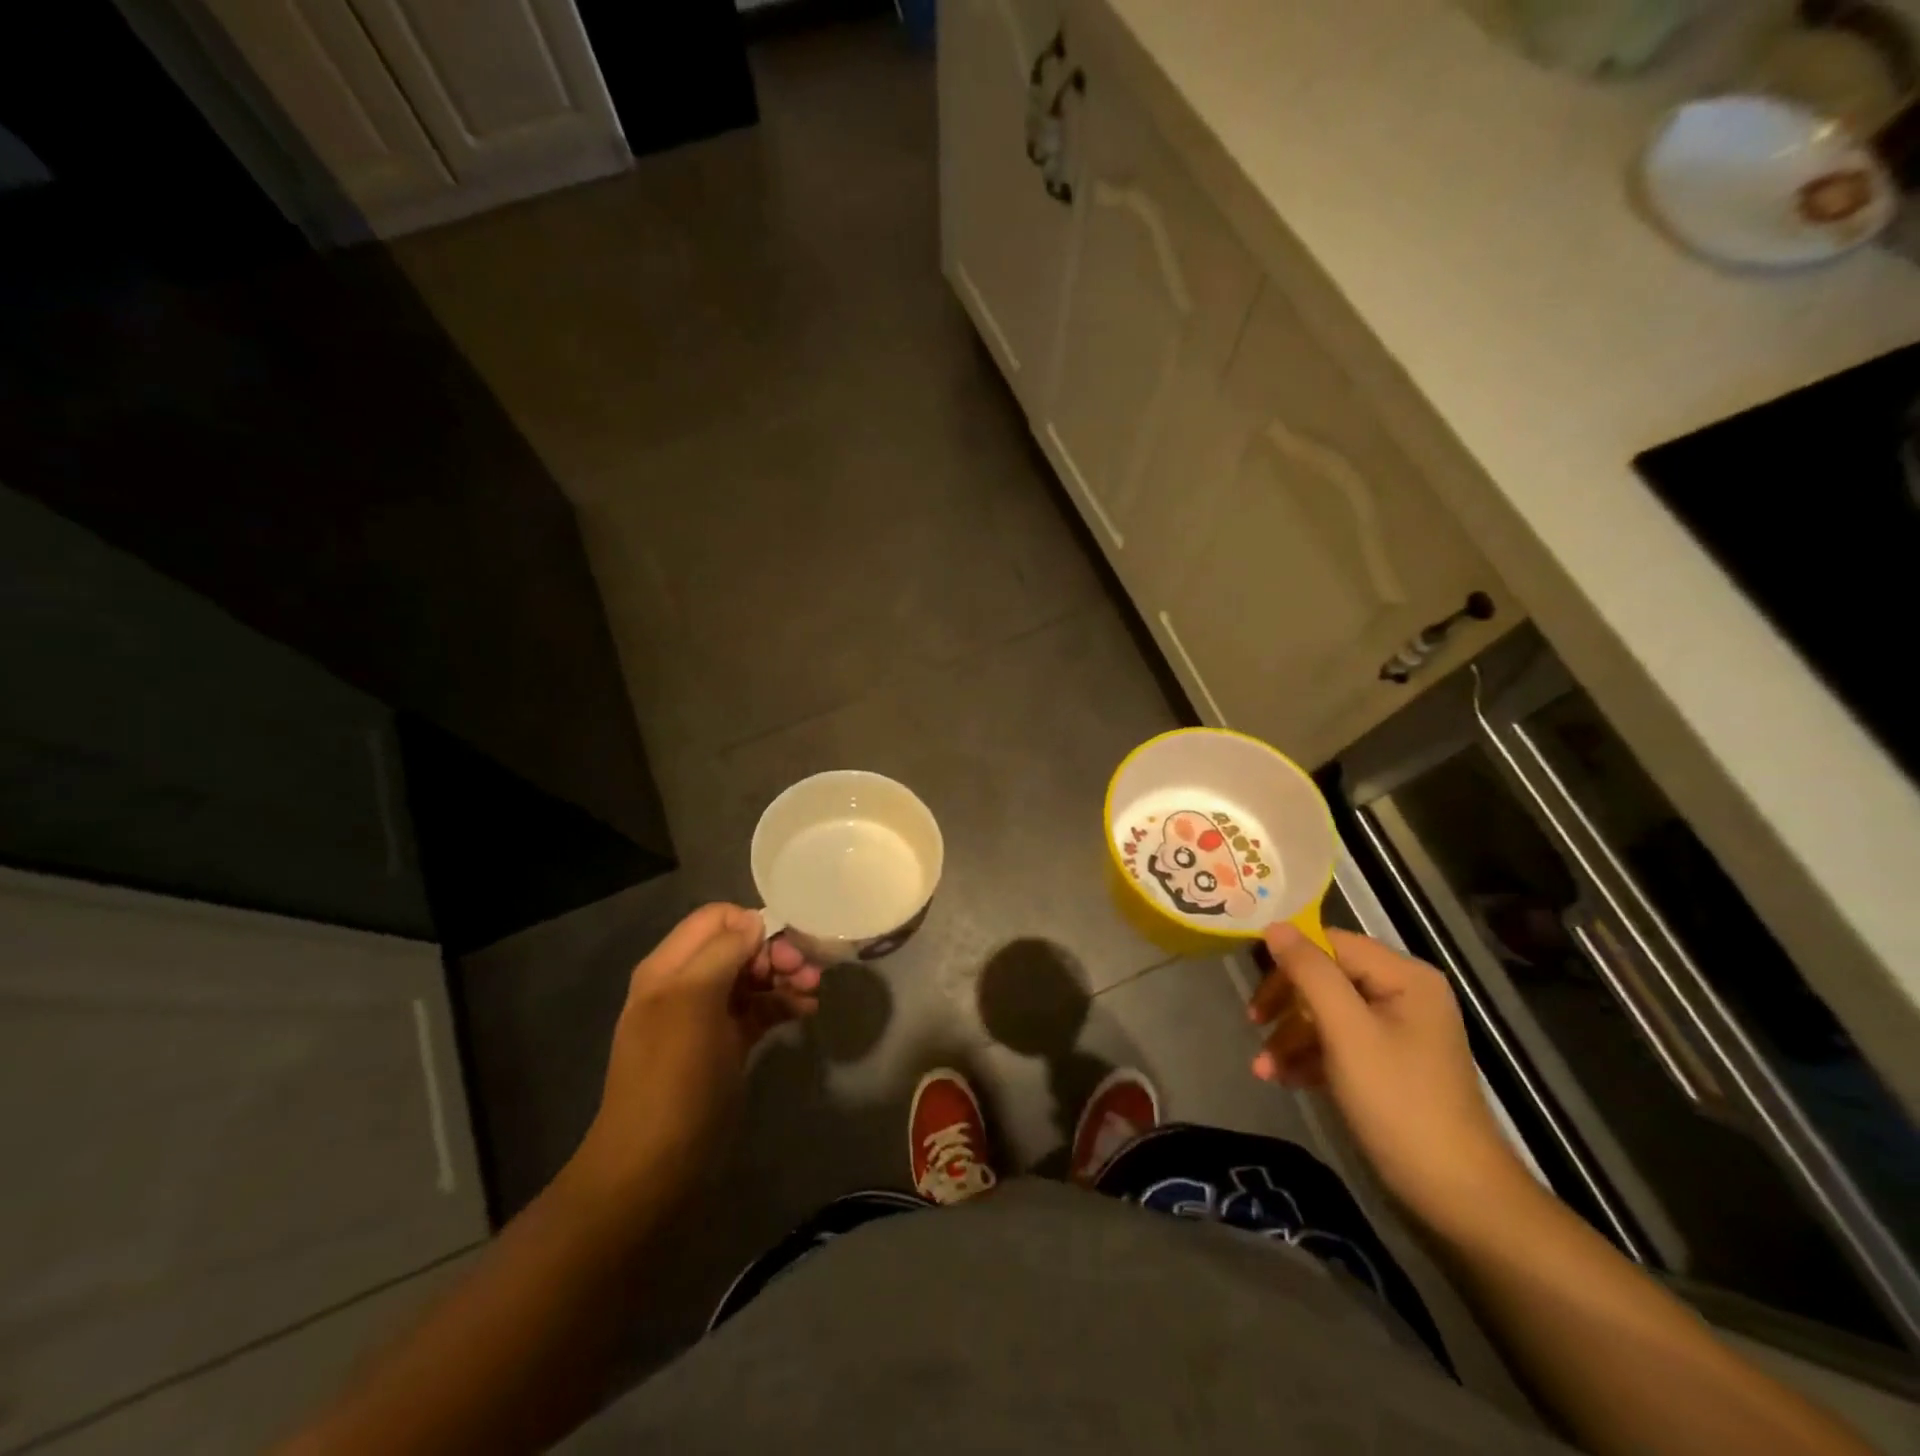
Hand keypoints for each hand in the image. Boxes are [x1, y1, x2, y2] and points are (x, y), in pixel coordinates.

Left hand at [578, 904, 821, 1193]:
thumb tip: (755, 923)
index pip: (716, 918)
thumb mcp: (693, 1002)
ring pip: (753, 977)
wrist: (654, 1165)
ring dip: (786, 977)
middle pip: (739, 946)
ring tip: (815, 991)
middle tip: (807, 970)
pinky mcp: (727, 1044)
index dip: (752, 924)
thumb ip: (723, 953)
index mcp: (670, 967)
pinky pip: (759, 1009)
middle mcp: (687, 984)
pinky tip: (807, 1011)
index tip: (783, 948)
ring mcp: (707, 1016)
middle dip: (776, 952)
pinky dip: (783, 1004)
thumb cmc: (673, 1076)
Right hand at [1248, 925, 1525, 1229]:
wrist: (1455, 1195)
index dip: (1288, 959)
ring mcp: (1397, 1030)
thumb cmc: (1398, 1102)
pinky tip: (1284, 1079)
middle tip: (1253, 1024)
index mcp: (1404, 977)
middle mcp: (1403, 994)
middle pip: (1326, 977)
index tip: (1254, 985)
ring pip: (1327, 1013)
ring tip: (1262, 1069)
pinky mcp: (1389, 1062)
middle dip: (1286, 1004)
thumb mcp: (1346, 1031)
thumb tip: (1274, 925)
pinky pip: (1339, 1042)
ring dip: (1291, 1036)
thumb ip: (1310, 973)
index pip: (1331, 943)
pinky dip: (1309, 1056)